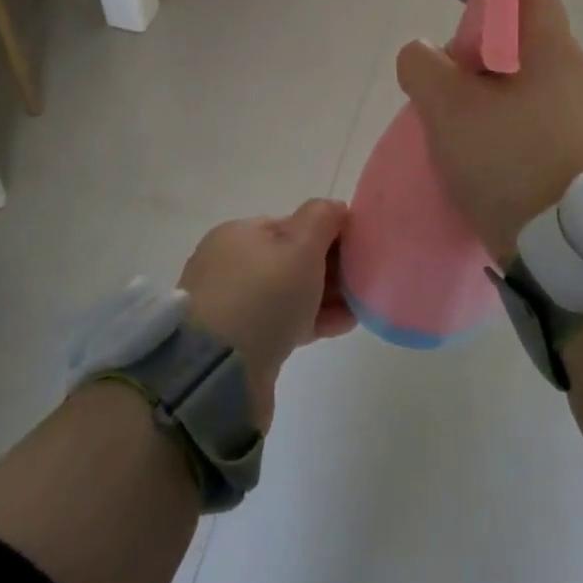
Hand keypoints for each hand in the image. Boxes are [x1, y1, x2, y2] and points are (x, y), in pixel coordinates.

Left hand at [179, 199, 352, 428]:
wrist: (218, 374)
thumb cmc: (263, 297)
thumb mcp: (300, 247)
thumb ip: (322, 219)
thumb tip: (335, 208)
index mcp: (238, 234)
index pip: (292, 224)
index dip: (329, 233)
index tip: (359, 249)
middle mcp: (230, 265)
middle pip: (291, 259)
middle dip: (329, 267)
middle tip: (363, 279)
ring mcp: (232, 306)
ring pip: (289, 293)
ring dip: (325, 296)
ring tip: (360, 305)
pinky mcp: (240, 343)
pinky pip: (284, 322)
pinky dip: (312, 320)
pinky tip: (343, 324)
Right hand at [396, 0, 582, 263]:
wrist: (548, 241)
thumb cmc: (502, 162)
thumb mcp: (447, 106)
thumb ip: (422, 64)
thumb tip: (422, 55)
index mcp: (551, 48)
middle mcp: (565, 65)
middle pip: (521, 10)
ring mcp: (562, 99)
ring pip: (517, 48)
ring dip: (481, 33)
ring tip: (445, 39)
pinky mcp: (551, 127)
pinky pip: (516, 80)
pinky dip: (488, 68)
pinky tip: (460, 87)